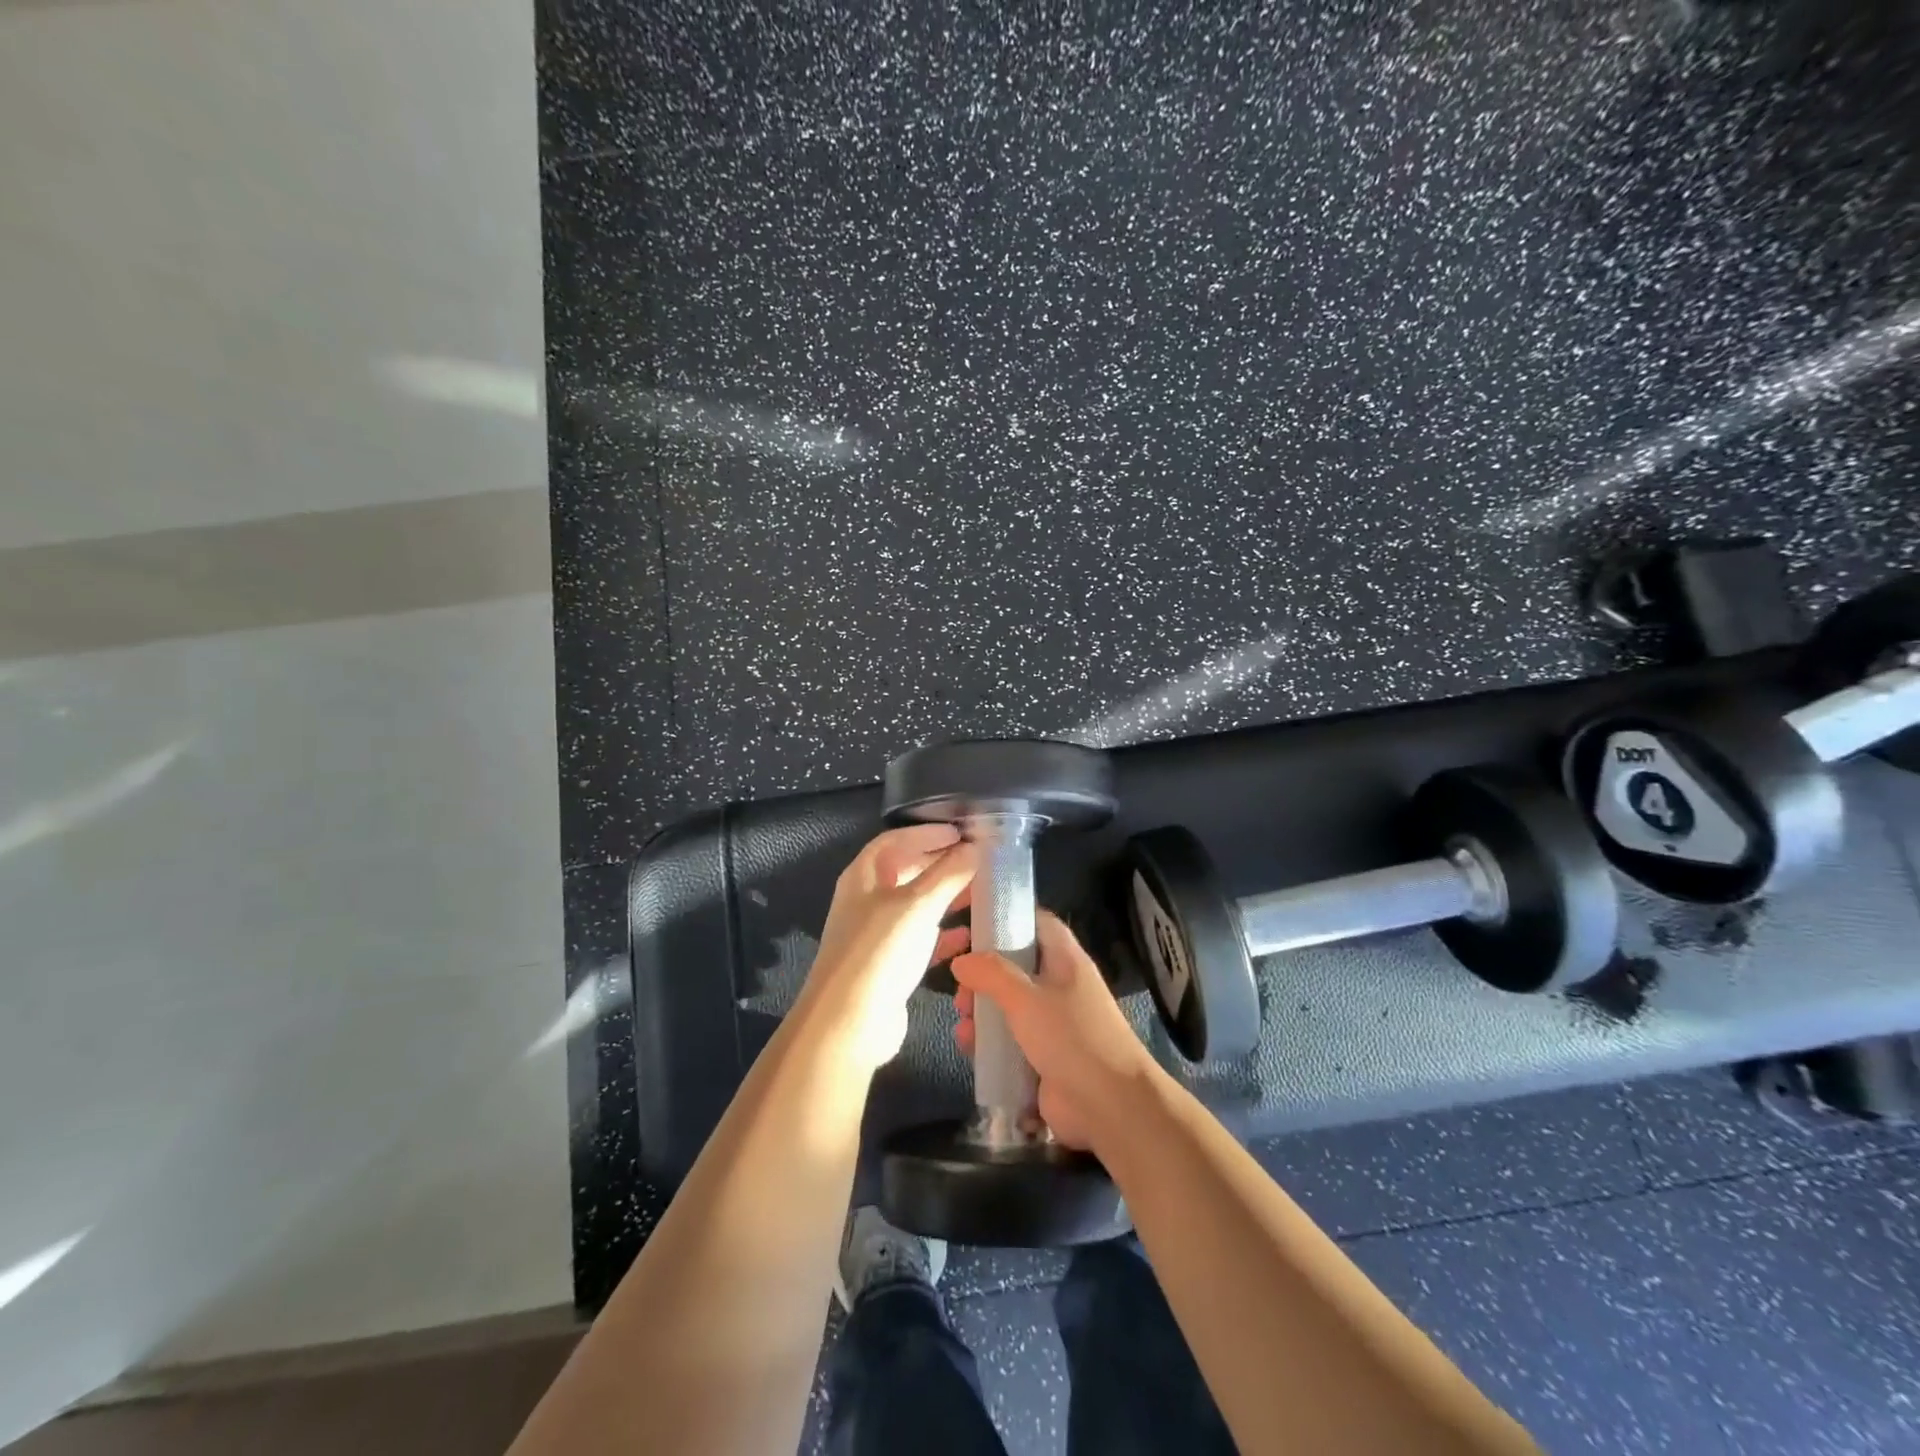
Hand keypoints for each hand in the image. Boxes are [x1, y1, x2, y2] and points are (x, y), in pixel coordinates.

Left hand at [799, 825, 977, 1072]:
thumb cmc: (879, 952)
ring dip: (946, 897)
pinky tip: (969, 935)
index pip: (895, 840)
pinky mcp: (888, 965)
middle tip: (977, 860)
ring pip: (916, 906)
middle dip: (940, 863)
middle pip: (906, 870)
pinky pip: (920, 940)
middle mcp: (867, 901)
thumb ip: (948, 873)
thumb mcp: (917, 905)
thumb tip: (976, 847)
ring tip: (981, 892)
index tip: (961, 832)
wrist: (848, 1024)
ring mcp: (876, 935)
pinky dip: (943, 934)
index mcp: (863, 877)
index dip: (927, 833)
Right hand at [951, 912, 1159, 1151]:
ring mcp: (1051, 1022)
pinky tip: (969, 1047)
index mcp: (1064, 959)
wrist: (1110, 1107)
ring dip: (980, 1008)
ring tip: (964, 1019)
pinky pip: (1007, 1038)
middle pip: (1013, 964)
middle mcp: (1058, 984)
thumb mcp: (1027, 998)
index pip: (1034, 921)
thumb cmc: (1071, 1038)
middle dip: (981, 971)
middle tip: (956, 982)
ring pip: (1006, 1003)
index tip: (968, 921)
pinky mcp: (1041, 1055)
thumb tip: (961, 961)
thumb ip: (991, 974)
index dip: (1003, 916)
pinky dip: (987, 1040)